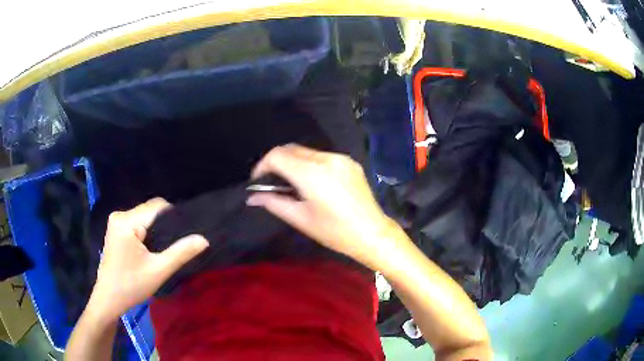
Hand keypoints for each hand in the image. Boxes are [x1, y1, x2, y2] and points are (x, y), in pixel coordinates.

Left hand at [89, 198, 208, 318]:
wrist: (108, 298)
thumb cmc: (132, 286)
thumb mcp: (159, 271)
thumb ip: (181, 253)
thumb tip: (204, 239)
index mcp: (126, 221)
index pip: (157, 207)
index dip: (175, 217)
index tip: (187, 234)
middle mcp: (119, 215)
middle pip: (150, 211)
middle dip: (165, 225)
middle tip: (178, 244)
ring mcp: (116, 221)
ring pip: (144, 216)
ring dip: (157, 229)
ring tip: (167, 247)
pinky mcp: (116, 228)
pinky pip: (137, 222)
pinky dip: (148, 232)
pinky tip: (153, 247)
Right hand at [247, 144, 402, 269]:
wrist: (372, 233)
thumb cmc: (334, 232)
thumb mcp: (300, 219)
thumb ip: (273, 202)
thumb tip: (252, 197)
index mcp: (311, 173)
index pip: (277, 155)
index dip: (262, 165)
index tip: (257, 180)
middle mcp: (326, 159)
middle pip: (291, 149)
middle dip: (276, 162)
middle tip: (271, 182)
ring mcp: (340, 158)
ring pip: (306, 151)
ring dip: (293, 162)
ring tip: (291, 183)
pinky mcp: (350, 162)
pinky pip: (322, 156)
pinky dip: (310, 163)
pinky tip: (312, 182)